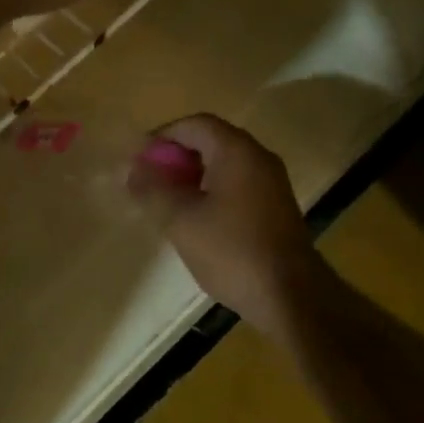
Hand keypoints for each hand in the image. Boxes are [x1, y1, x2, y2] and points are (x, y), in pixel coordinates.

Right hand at [129, 114, 317, 336]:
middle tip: (150, 179)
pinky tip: (196, 217)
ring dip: (193, 174)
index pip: (195, 125)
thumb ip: (153, 190)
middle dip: (176, 156)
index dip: (163, 136)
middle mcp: (258, 158)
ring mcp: (272, 183)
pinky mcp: (276, 207)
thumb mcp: (181, 220)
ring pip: (224, 164)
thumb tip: (132, 170)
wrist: (291, 297)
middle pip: (211, 141)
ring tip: (167, 199)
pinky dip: (212, 190)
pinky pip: (238, 184)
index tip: (139, 158)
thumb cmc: (232, 251)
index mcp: (237, 151)